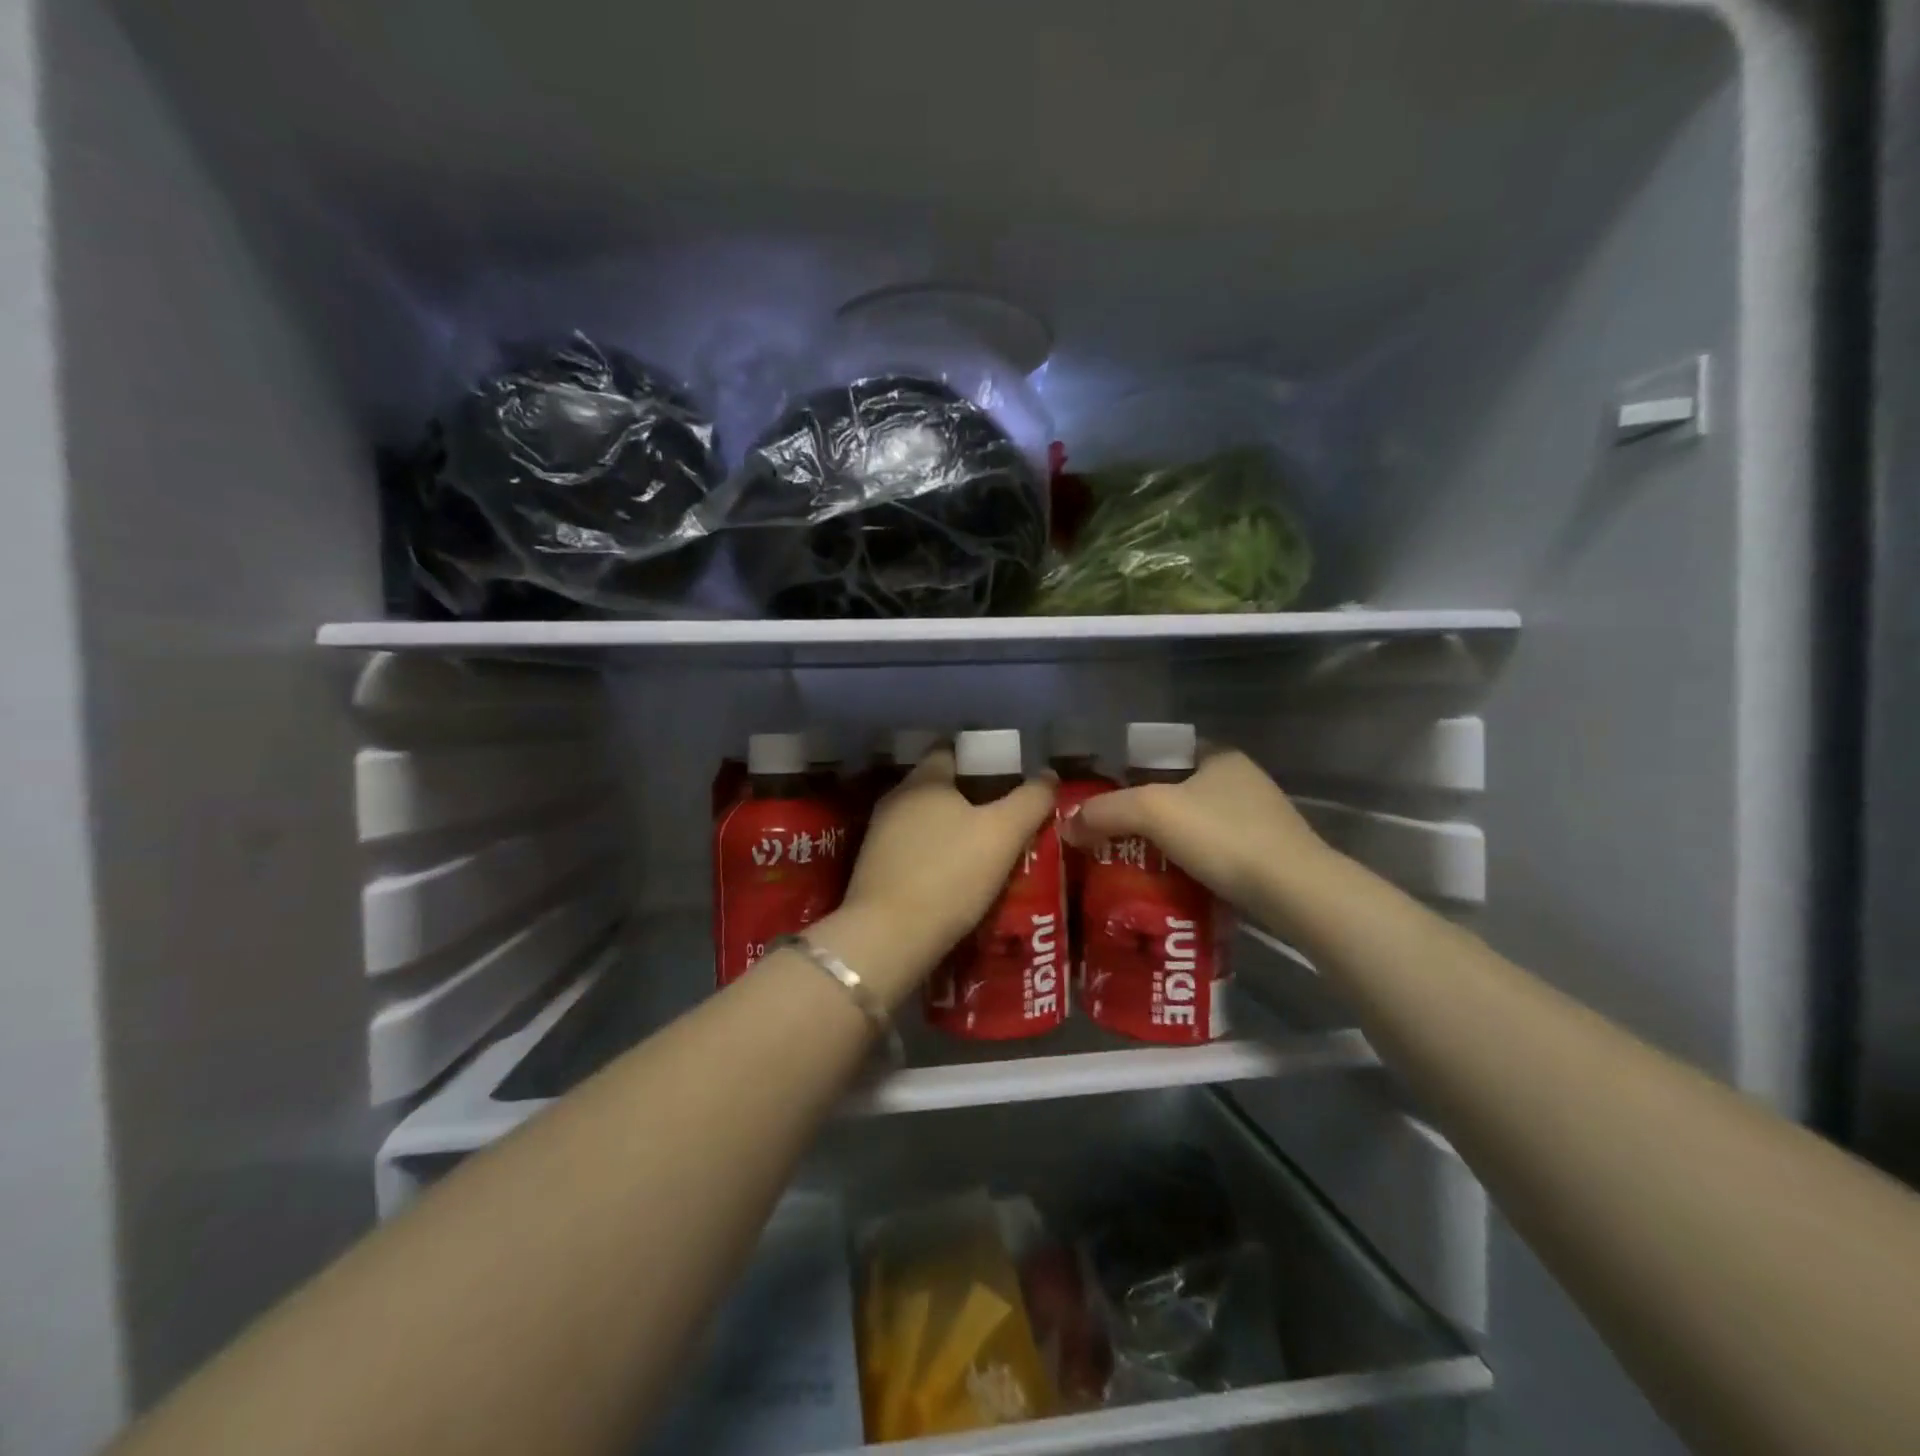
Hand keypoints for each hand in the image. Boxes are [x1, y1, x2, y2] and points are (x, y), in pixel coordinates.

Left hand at [836, 748, 1056, 989]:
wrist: (889, 937)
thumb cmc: (950, 874)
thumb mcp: (1004, 834)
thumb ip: (1031, 800)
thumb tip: (1048, 774)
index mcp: (924, 779)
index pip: (951, 750)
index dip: (982, 758)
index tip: (1009, 774)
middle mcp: (896, 798)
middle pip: (939, 785)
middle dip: (970, 795)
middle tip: (1005, 814)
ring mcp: (879, 834)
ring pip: (926, 819)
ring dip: (952, 827)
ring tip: (985, 847)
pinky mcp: (874, 868)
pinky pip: (914, 848)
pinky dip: (935, 853)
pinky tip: (955, 874)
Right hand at [1059, 747, 1330, 911]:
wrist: (1294, 892)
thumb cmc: (1223, 835)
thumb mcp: (1153, 812)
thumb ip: (1105, 811)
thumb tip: (1066, 825)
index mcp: (1219, 756)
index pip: (1163, 752)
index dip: (1130, 770)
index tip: (1105, 798)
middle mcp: (1242, 780)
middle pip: (1176, 790)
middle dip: (1144, 811)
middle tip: (1110, 834)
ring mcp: (1259, 818)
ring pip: (1195, 823)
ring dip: (1165, 841)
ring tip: (1131, 862)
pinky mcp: (1266, 855)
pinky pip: (1213, 852)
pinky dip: (1189, 863)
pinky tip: (1168, 882)